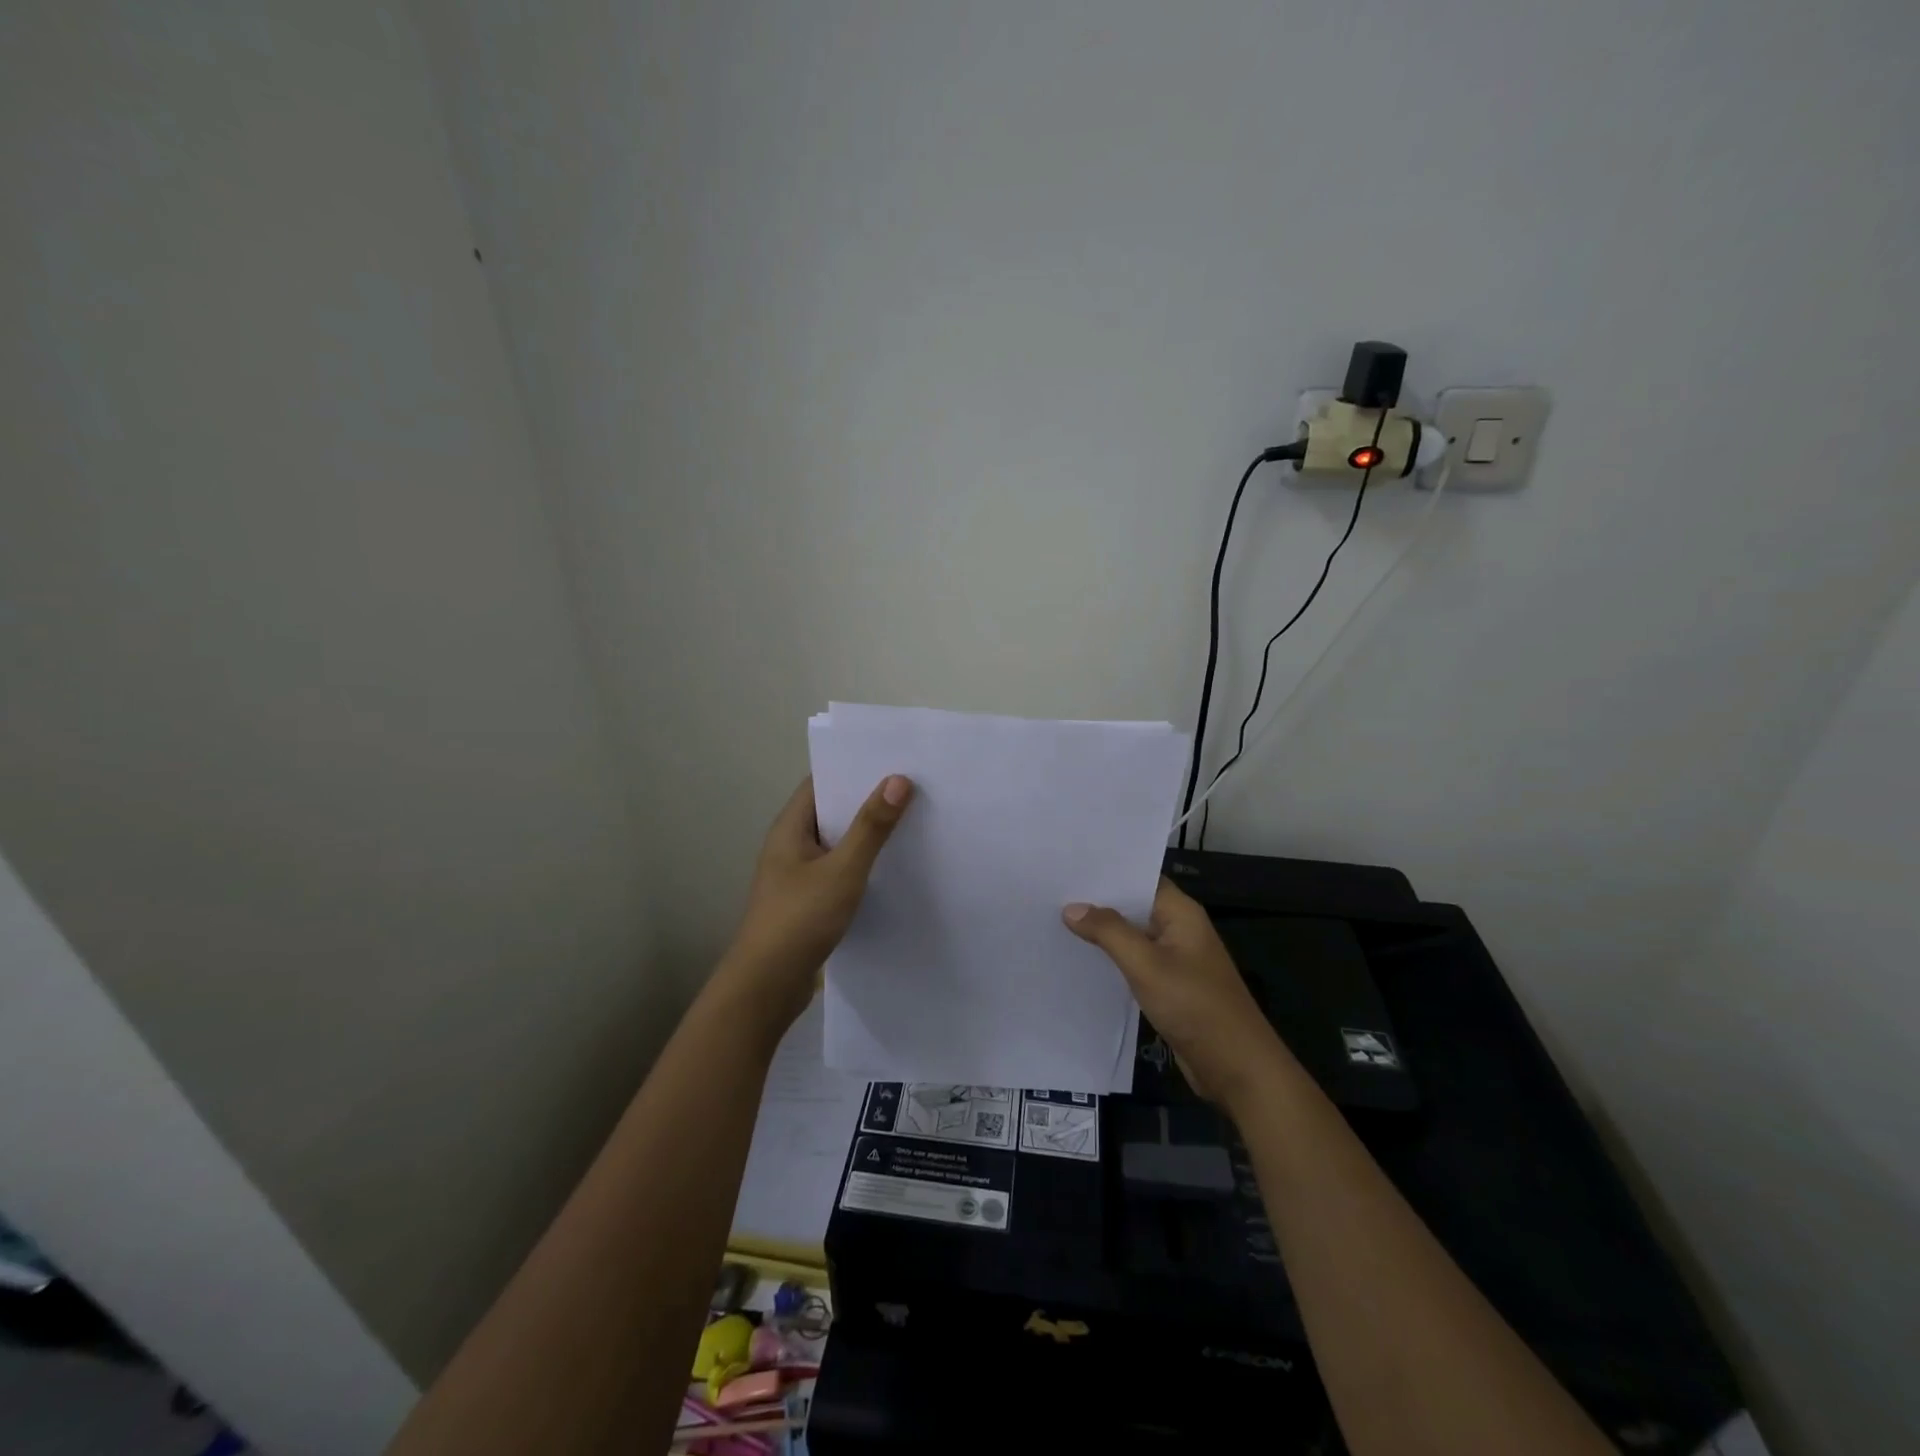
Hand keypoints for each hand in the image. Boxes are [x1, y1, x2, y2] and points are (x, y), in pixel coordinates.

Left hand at [720, 775, 913, 1030]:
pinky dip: (862, 864)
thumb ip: (871, 827)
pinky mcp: (808, 901)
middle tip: (914, 788)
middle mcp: (791, 845)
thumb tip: (898, 779)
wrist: (766, 986)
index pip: (822, 782)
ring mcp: (798, 875)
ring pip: (838, 844)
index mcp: (790, 828)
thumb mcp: (842, 870)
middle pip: (832, 811)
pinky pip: (839, 870)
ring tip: (913, 822)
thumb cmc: (799, 919)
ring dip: (868, 835)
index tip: (895, 760)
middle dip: (868, 800)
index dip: (854, 768)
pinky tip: (893, 868)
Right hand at [1063, 877, 1283, 1108]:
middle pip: (1133, 906)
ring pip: (1132, 936)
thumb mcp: (1146, 964)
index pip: (1140, 878)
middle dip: (1098, 902)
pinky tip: (1081, 959)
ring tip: (1056, 922)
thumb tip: (1072, 907)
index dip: (1106, 872)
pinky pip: (1135, 962)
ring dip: (1102, 932)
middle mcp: (1179, 929)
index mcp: (1181, 913)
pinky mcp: (1170, 986)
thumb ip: (1108, 932)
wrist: (1236, 1067)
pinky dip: (1112, 958)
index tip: (1068, 868)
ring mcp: (1175, 959)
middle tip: (1051, 893)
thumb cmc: (1194, 1005)